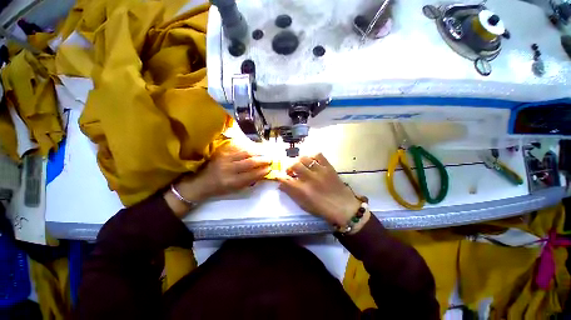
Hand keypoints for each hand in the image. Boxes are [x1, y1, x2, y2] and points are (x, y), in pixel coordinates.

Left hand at [165, 143, 271, 217]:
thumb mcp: (235, 189)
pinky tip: (253, 148)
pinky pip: (238, 148)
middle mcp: (228, 170)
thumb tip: (262, 173)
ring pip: (245, 153)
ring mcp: (224, 159)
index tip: (270, 168)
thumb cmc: (220, 188)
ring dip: (257, 152)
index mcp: (231, 182)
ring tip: (264, 153)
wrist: (201, 182)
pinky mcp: (221, 152)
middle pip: (249, 162)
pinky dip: (248, 148)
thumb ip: (249, 181)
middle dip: (262, 160)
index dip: (262, 171)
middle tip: (270, 159)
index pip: (251, 175)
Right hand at [278, 153, 367, 229]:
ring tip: (301, 165)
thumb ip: (291, 193)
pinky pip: (318, 155)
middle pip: (293, 165)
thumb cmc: (322, 208)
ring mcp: (320, 171)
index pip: (285, 179)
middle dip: (289, 167)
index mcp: (302, 191)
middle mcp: (309, 179)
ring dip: (299, 161)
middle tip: (291, 171)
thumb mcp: (304, 204)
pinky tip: (312, 161)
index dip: (279, 176)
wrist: (343, 207)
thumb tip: (281, 185)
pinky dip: (313, 156)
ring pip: (304, 158)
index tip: (280, 176)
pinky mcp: (328, 167)